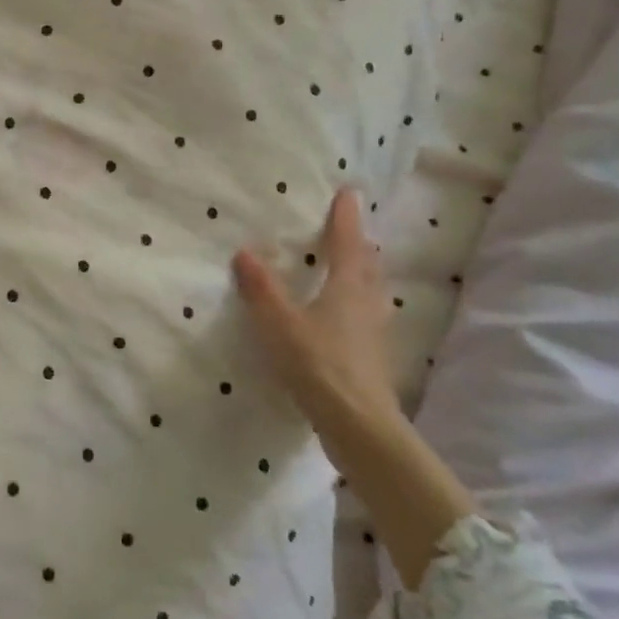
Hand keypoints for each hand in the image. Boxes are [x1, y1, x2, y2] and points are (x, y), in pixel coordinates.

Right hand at [233, 188, 401, 449]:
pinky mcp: (371, 357)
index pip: (347, 243)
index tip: (348, 193)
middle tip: (349, 230)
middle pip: (367, 266)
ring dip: (363, 274)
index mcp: (347, 288)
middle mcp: (366, 304)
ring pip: (371, 292)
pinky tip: (346, 317)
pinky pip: (367, 316)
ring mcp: (373, 333)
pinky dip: (358, 303)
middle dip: (358, 245)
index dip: (346, 218)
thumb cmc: (318, 364)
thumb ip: (262, 289)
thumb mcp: (280, 323)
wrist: (358, 425)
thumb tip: (245, 252)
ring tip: (351, 268)